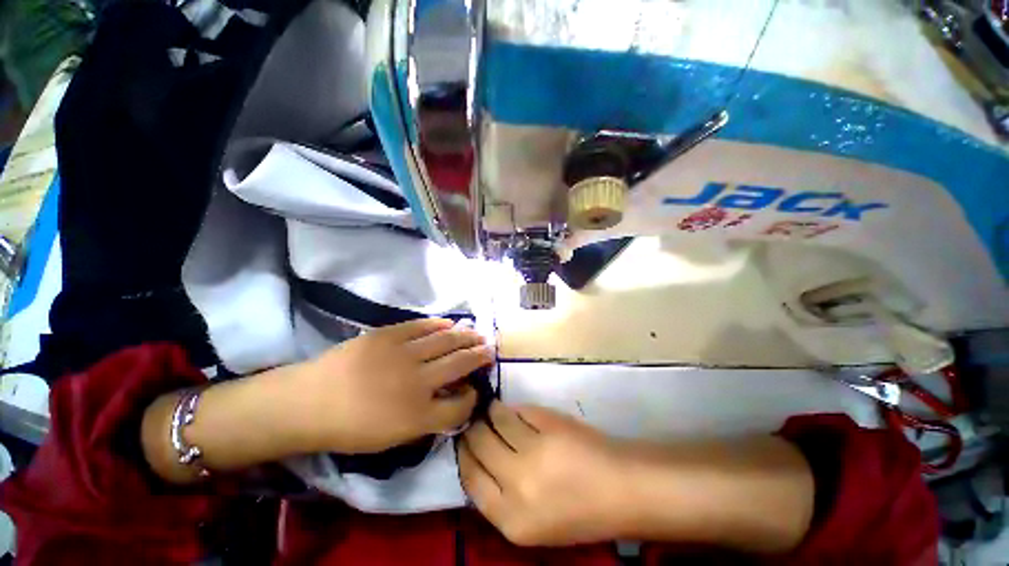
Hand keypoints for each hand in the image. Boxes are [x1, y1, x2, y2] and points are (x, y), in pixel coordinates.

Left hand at [298, 318, 492, 453]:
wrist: (308, 402)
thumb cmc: (349, 428)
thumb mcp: (391, 439)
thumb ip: (426, 421)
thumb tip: (449, 400)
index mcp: (417, 416)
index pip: (459, 406)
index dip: (471, 398)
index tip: (474, 389)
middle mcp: (417, 382)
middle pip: (459, 365)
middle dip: (478, 357)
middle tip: (490, 349)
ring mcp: (403, 354)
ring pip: (446, 341)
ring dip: (465, 337)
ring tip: (477, 333)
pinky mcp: (388, 335)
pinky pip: (421, 326)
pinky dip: (438, 324)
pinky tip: (450, 323)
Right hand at [459, 402, 628, 546]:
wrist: (621, 489)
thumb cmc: (578, 512)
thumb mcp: (531, 523)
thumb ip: (500, 495)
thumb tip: (479, 457)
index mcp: (510, 519)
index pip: (470, 477)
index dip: (464, 454)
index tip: (464, 440)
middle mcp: (517, 484)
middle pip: (480, 444)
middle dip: (474, 428)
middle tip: (474, 420)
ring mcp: (534, 450)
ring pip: (498, 420)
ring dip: (492, 412)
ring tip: (491, 408)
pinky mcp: (550, 424)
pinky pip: (520, 411)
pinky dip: (514, 409)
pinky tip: (515, 411)